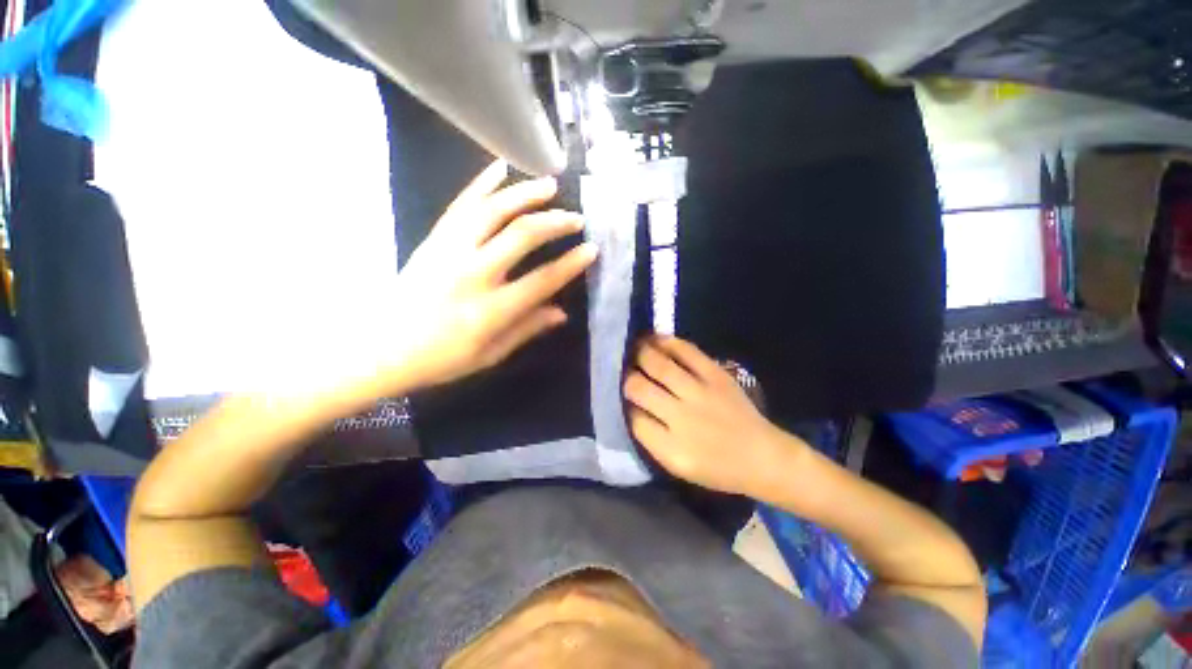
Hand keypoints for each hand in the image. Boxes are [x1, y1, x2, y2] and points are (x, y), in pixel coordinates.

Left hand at [380, 160, 596, 390]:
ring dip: (524, 194)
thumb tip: (562, 312)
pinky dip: (482, 183)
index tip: (591, 250)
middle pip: (521, 236)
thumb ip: (527, 329)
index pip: (542, 280)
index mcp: (491, 310)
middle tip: (576, 217)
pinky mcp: (434, 239)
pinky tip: (500, 167)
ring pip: (492, 211)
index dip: (570, 264)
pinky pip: (461, 205)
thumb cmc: (441, 359)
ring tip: (549, 184)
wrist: (380, 346)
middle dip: (554, 222)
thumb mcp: (491, 355)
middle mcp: (473, 274)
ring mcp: (450, 251)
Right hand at [624, 336, 798, 495]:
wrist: (763, 457)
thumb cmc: (717, 468)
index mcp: (671, 449)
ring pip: (659, 366)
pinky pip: (687, 353)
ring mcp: (700, 393)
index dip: (622, 403)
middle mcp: (682, 418)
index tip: (619, 395)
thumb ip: (650, 438)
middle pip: (639, 388)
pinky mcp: (716, 376)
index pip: (632, 417)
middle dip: (625, 376)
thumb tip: (630, 407)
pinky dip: (667, 343)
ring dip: (640, 353)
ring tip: (631, 347)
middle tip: (620, 369)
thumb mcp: (677, 466)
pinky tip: (654, 339)